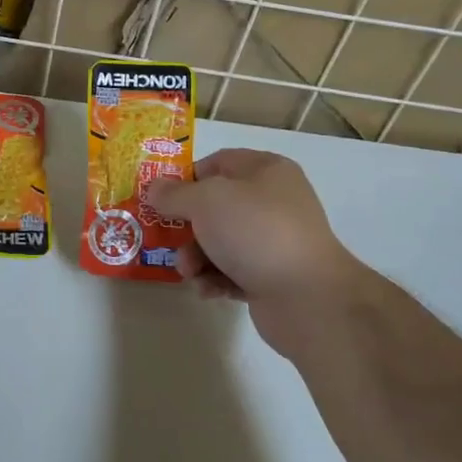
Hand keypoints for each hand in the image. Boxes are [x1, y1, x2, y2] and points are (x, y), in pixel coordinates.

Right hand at [147, 149, 363, 360]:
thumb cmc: (255, 232)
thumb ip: (174, 194)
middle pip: (216, 206)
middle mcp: (274, 201)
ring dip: (197, 257)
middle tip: (167, 239)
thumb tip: (154, 188)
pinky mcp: (273, 277)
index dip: (187, 177)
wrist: (308, 298)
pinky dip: (216, 279)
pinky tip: (207, 291)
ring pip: (221, 242)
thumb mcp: (206, 201)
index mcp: (266, 170)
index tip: (162, 197)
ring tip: (188, 272)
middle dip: (188, 226)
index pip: (219, 162)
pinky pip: (234, 271)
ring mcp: (275, 241)